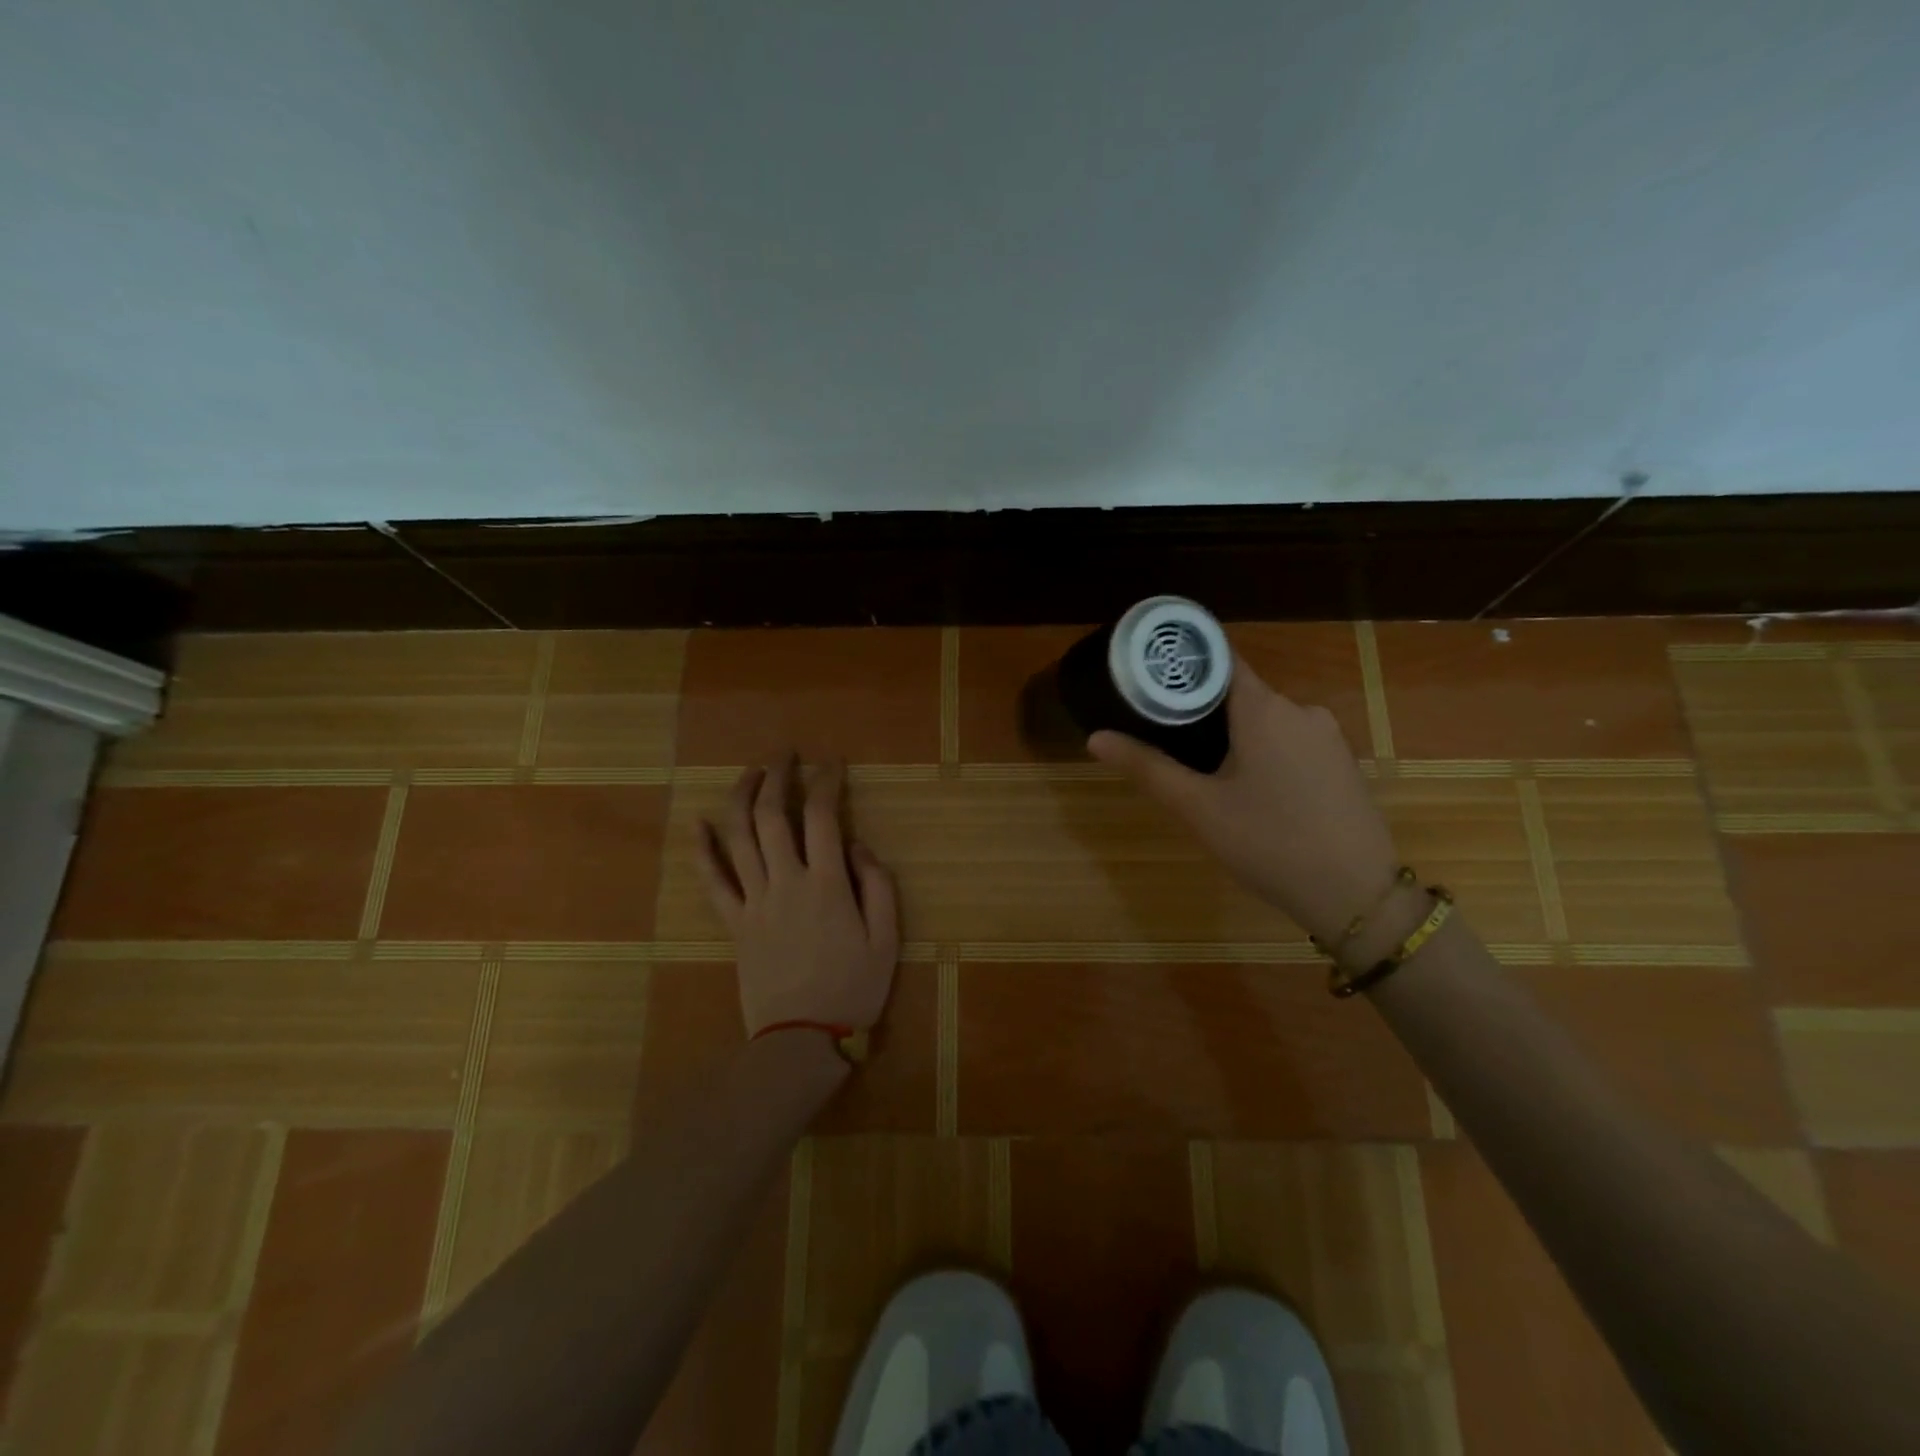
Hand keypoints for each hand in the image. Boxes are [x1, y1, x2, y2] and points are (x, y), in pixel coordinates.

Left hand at [695, 754, 900, 1036]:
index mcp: (827, 883)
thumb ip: (877, 885)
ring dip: (742, 798)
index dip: (827, 781)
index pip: (823, 816)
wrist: (801, 1040)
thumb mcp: (887, 939)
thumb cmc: (853, 989)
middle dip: (778, 776)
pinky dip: (703, 849)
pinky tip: (698, 823)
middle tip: (785, 754)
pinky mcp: (734, 923)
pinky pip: (712, 881)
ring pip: (739, 837)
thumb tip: (857, 845)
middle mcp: (785, 881)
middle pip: (773, 815)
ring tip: (751, 773)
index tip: (832, 762)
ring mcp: (753, 901)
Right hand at [1089, 659, 1402, 943]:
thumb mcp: (1198, 808)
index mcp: (1264, 709)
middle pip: (1240, 692)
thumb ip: (1147, 767)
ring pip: (1266, 720)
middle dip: (1201, 710)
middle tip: (1165, 738)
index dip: (1184, 663)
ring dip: (1234, 736)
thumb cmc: (1268, 843)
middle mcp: (1300, 709)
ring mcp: (1327, 736)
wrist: (1357, 895)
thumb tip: (1095, 738)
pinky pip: (1291, 741)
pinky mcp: (1341, 762)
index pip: (1219, 659)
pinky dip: (1263, 752)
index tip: (1150, 676)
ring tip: (1202, 771)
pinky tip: (1250, 791)